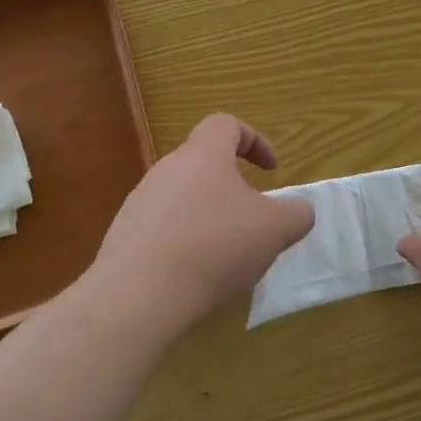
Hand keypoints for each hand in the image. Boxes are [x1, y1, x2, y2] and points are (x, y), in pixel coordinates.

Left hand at [92, 115, 314, 332]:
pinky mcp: (123, 238)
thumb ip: (296, 213)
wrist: (137, 296)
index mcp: (202, 155)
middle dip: (232, 188)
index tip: (271, 171)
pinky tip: (194, 277)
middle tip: (251, 220)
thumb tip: (298, 211)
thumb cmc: (214, 246)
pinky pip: (161, 230)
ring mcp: (139, 203)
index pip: (226, 125)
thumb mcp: (275, 229)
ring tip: (225, 255)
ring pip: (182, 198)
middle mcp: (166, 170)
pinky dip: (183, 244)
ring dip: (207, 217)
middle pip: (203, 164)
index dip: (254, 141)